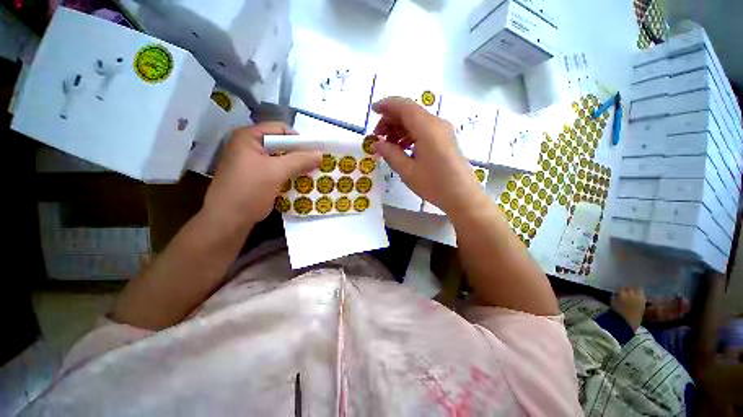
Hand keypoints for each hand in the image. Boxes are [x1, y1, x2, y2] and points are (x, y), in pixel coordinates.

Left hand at [203, 123, 321, 230]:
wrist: (228, 220)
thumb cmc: (249, 190)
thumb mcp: (276, 172)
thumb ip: (299, 160)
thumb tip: (320, 154)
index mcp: (248, 137)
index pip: (280, 129)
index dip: (299, 139)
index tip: (314, 152)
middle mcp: (248, 146)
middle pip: (281, 144)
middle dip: (299, 154)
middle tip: (315, 163)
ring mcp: (251, 162)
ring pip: (280, 159)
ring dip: (296, 165)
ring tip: (311, 172)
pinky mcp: (255, 176)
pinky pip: (276, 170)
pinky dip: (289, 174)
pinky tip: (300, 181)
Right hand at [372, 97, 487, 214]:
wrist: (462, 196)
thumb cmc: (434, 184)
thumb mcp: (407, 170)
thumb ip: (390, 153)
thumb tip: (376, 144)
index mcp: (427, 128)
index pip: (404, 106)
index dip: (386, 105)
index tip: (373, 111)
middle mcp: (437, 123)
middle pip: (410, 112)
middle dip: (391, 120)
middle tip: (377, 137)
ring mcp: (443, 131)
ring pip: (417, 121)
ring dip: (400, 128)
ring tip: (388, 145)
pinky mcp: (445, 139)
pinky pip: (424, 129)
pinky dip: (410, 134)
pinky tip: (402, 148)